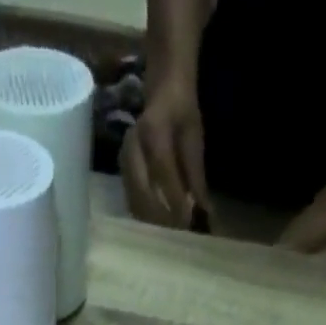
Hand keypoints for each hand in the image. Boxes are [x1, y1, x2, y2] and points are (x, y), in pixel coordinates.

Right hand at [121, 82, 209, 227]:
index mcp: (153, 130)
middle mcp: (133, 146)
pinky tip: (158, 227)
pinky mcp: (121, 172)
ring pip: (134, 200)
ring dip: (151, 221)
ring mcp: (123, 160)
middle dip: (160, 217)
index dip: (175, 200)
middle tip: (176, 236)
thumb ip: (196, 175)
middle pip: (142, 192)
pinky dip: (144, 216)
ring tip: (168, 236)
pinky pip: (131, 200)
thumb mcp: (194, 137)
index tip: (187, 224)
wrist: (161, 88)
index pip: (163, 172)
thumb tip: (204, 212)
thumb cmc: (181, 110)